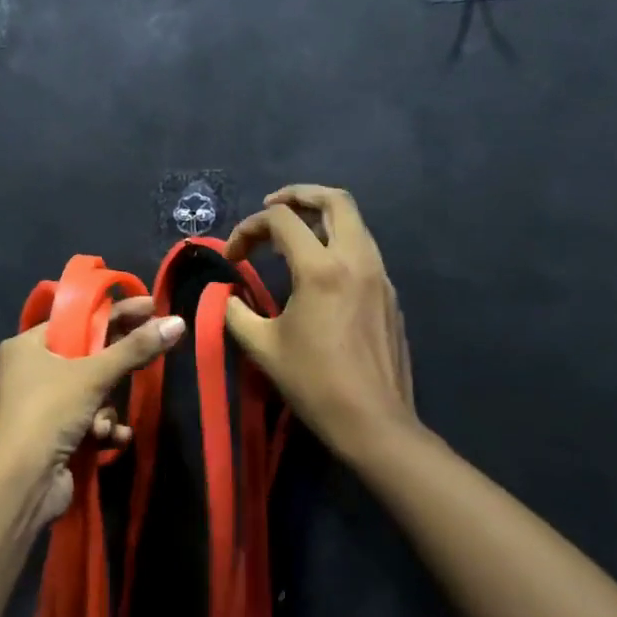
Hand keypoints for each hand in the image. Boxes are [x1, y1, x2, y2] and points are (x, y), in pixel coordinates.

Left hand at [0, 298, 185, 524]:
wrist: (22, 483)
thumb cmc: (50, 412)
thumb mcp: (94, 375)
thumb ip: (136, 348)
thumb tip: (177, 321)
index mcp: (28, 345)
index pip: (77, 319)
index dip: (115, 312)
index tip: (152, 306)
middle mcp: (31, 370)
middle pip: (87, 356)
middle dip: (115, 368)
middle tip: (152, 352)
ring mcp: (42, 405)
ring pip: (92, 392)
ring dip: (106, 409)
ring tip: (103, 423)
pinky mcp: (53, 435)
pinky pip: (88, 419)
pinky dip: (102, 428)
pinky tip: (108, 440)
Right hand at [224, 185, 417, 461]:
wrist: (374, 422)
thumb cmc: (314, 382)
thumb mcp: (261, 346)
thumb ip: (235, 312)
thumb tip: (226, 296)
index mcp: (321, 269)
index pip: (281, 220)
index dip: (248, 228)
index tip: (232, 256)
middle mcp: (356, 260)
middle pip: (334, 200)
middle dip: (298, 195)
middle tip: (270, 207)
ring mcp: (379, 275)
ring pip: (354, 222)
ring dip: (320, 218)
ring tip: (291, 237)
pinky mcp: (390, 294)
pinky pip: (363, 250)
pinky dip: (337, 243)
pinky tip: (318, 272)